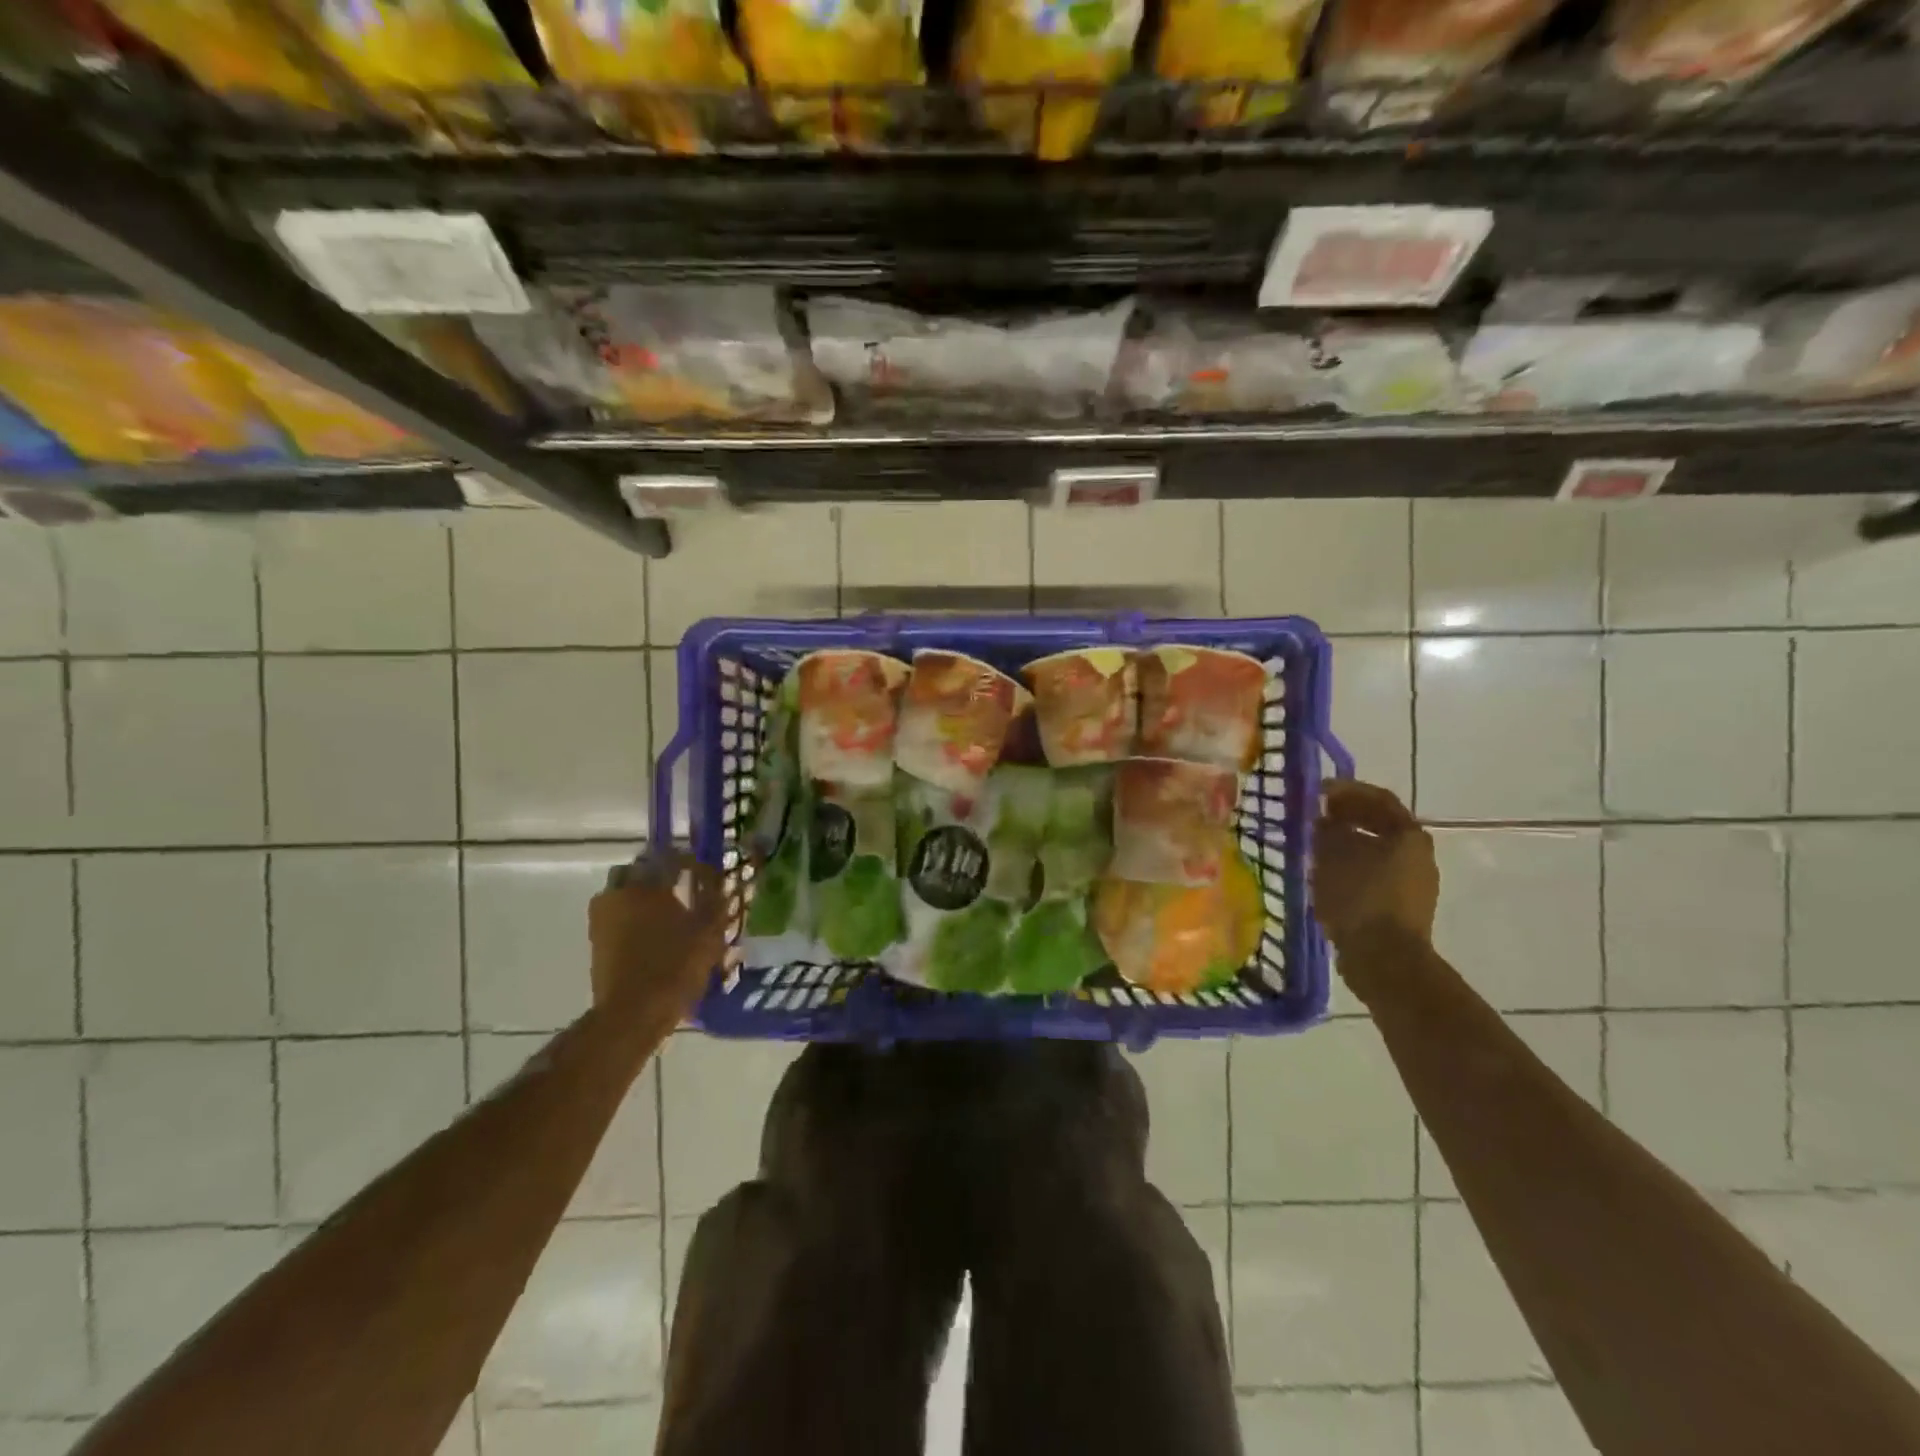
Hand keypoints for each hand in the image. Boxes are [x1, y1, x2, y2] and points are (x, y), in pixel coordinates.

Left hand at [589, 852, 728, 1024]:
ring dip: (643, 895)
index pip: (670, 857)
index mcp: (648, 886)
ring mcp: (602, 918)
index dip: (690, 862)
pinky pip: (616, 916)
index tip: (705, 873)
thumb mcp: (708, 934)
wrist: (632, 1014)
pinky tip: (652, 933)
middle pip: (638, 870)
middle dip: (659, 874)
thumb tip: (724, 885)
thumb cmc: (675, 968)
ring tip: (667, 912)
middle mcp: (620, 894)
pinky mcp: (596, 941)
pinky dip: (632, 917)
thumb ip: (716, 904)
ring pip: (623, 892)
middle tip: (681, 887)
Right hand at [1312, 780, 1438, 952]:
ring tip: (1317, 845)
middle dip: (1348, 817)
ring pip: (1377, 851)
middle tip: (1317, 815)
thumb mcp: (1333, 854)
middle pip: (1381, 825)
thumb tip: (1324, 820)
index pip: (1379, 799)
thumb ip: (1327, 830)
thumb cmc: (1360, 897)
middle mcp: (1419, 855)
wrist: (1385, 959)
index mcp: (1409, 835)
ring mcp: (1414, 884)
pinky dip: (1352, 867)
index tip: (1319, 791)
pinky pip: (1375, 875)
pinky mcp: (1403, 908)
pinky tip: (1328, 875)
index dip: (1347, 790)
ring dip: (1348, 843)